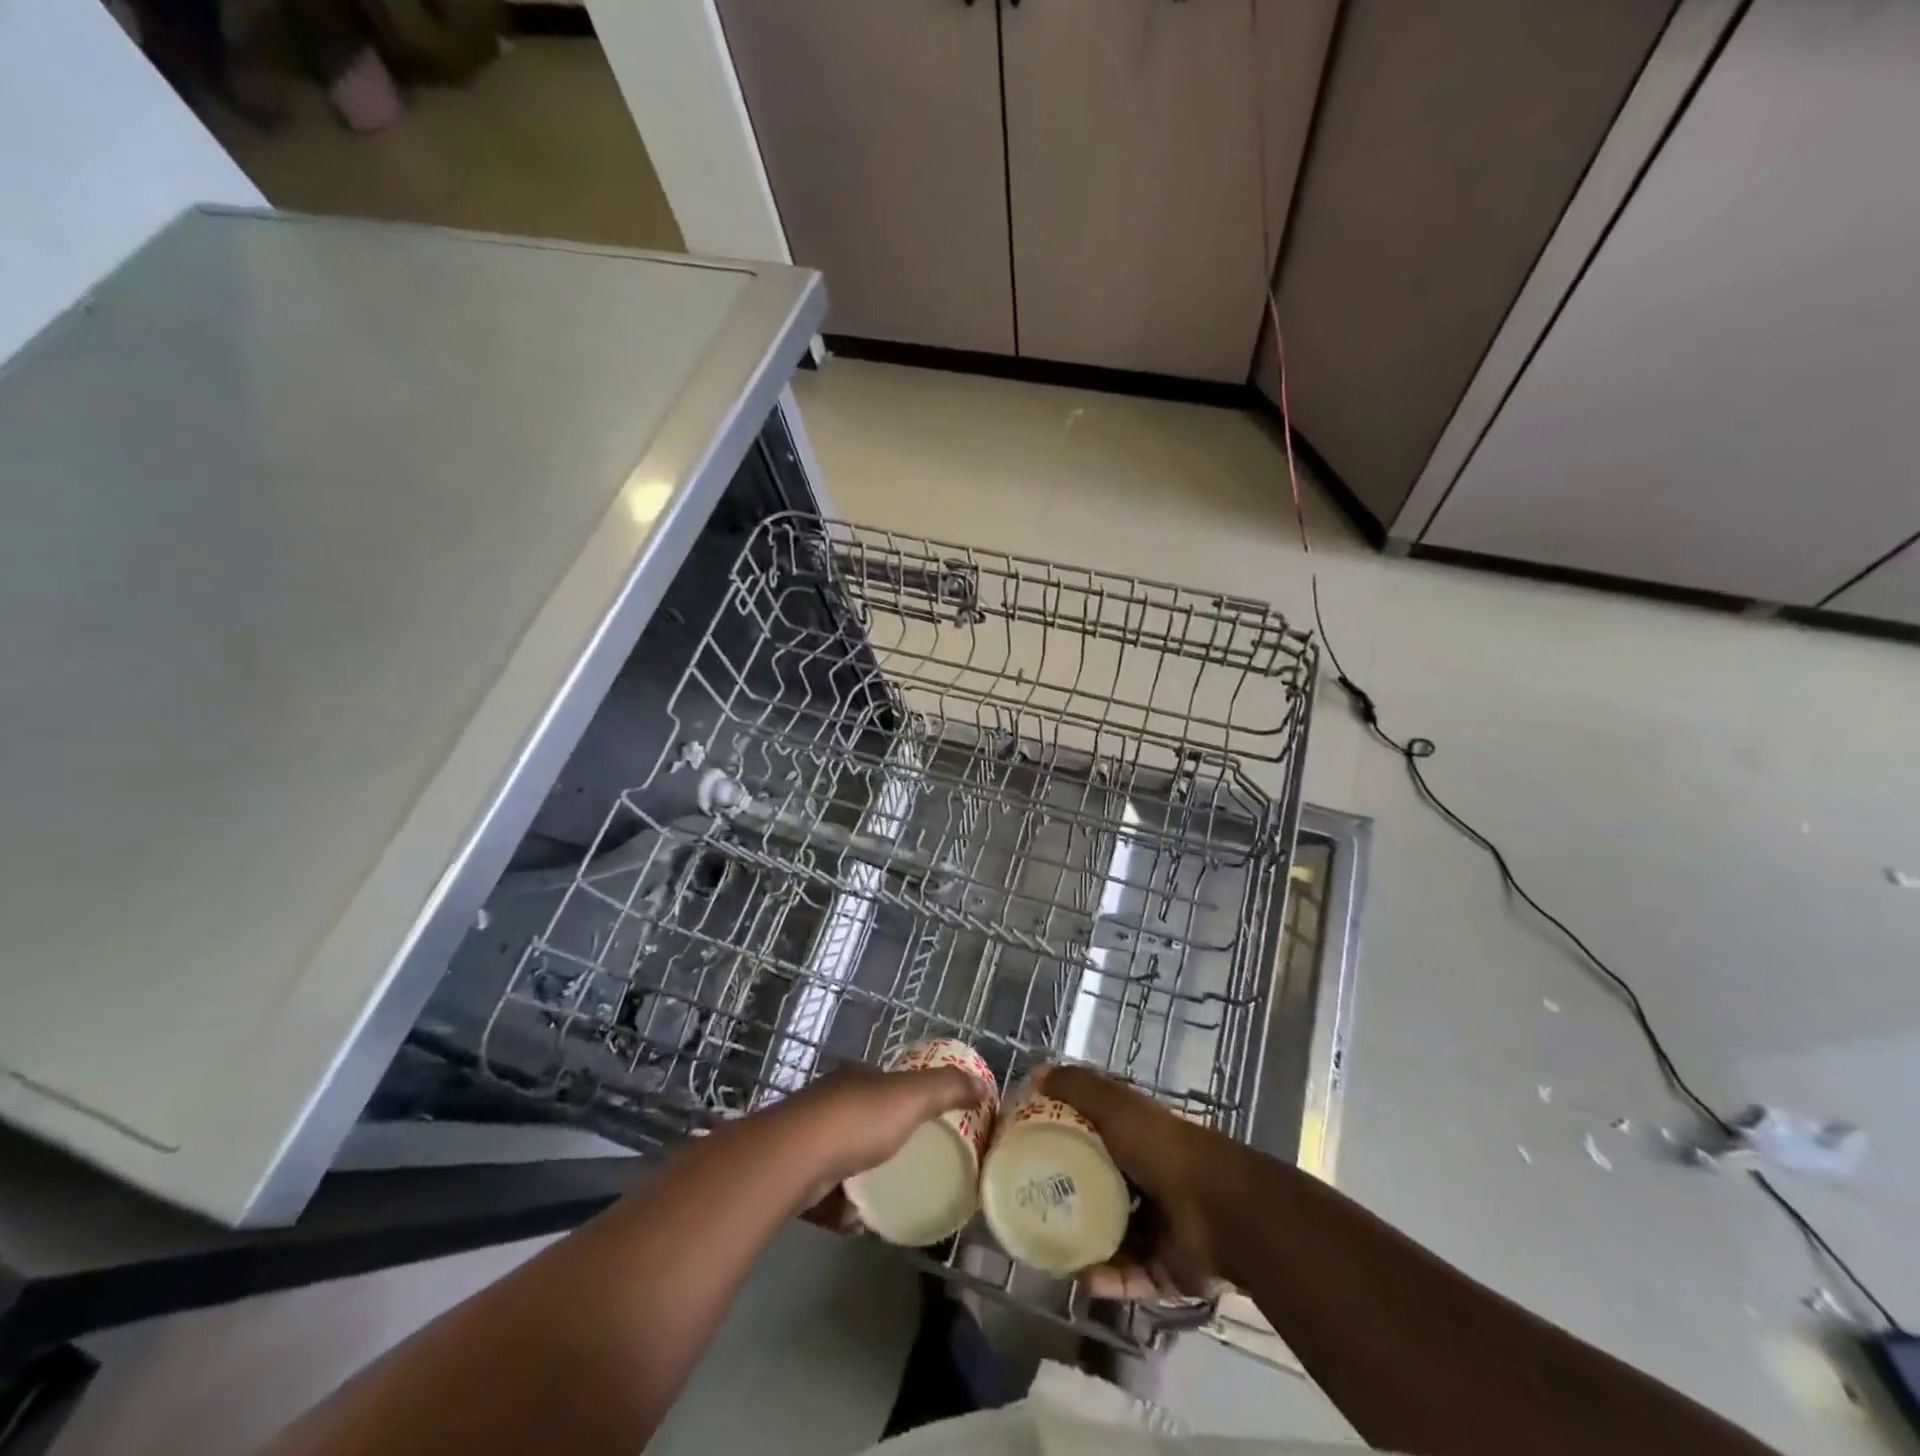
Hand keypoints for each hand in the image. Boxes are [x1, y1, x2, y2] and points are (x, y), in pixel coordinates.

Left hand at [778, 1062, 987, 1216]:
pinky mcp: (792, 1174)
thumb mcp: (911, 1097)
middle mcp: (828, 1101)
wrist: (794, 1159)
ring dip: (860, 1172)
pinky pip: (824, 1190)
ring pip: (841, 1153)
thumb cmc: (857, 1120)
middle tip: (910, 1161)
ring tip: (886, 1194)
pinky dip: (840, 1204)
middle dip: (881, 1136)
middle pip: (861, 1115)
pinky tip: (856, 1220)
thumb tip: (983, 1086)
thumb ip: (947, 1088)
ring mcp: (807, 1136)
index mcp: (856, 1077)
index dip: (904, 1095)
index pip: (884, 1080)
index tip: (924, 1119)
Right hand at [1031, 1063, 1244, 1297]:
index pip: (1093, 1135)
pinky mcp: (1166, 1268)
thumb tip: (1034, 1073)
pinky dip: (1107, 1279)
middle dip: (1067, 1198)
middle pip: (1098, 1187)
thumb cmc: (1160, 1147)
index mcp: (1135, 1137)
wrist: (1219, 1209)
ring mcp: (1158, 1225)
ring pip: (1111, 1236)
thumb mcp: (1114, 1104)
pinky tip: (1081, 1279)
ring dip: (1083, 1245)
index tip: (1027, 1151)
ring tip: (1049, 1250)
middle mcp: (1146, 1177)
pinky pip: (1129, 1275)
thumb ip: (1076, 1086)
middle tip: (1031, 1207)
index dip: (1062, 1139)